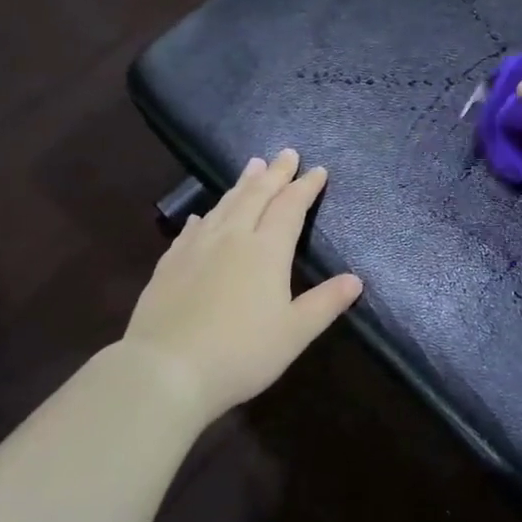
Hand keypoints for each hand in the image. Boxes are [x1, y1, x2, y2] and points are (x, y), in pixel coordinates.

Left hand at [122, 150, 363, 422]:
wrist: (166, 369)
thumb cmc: (240, 354)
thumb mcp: (294, 333)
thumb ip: (325, 303)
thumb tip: (355, 280)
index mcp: (266, 250)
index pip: (290, 207)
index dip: (305, 187)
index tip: (318, 170)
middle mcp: (231, 238)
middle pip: (256, 195)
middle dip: (275, 173)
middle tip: (286, 153)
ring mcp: (196, 247)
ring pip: (224, 205)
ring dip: (242, 184)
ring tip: (253, 166)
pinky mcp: (169, 264)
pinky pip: (192, 229)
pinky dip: (205, 216)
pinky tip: (203, 216)